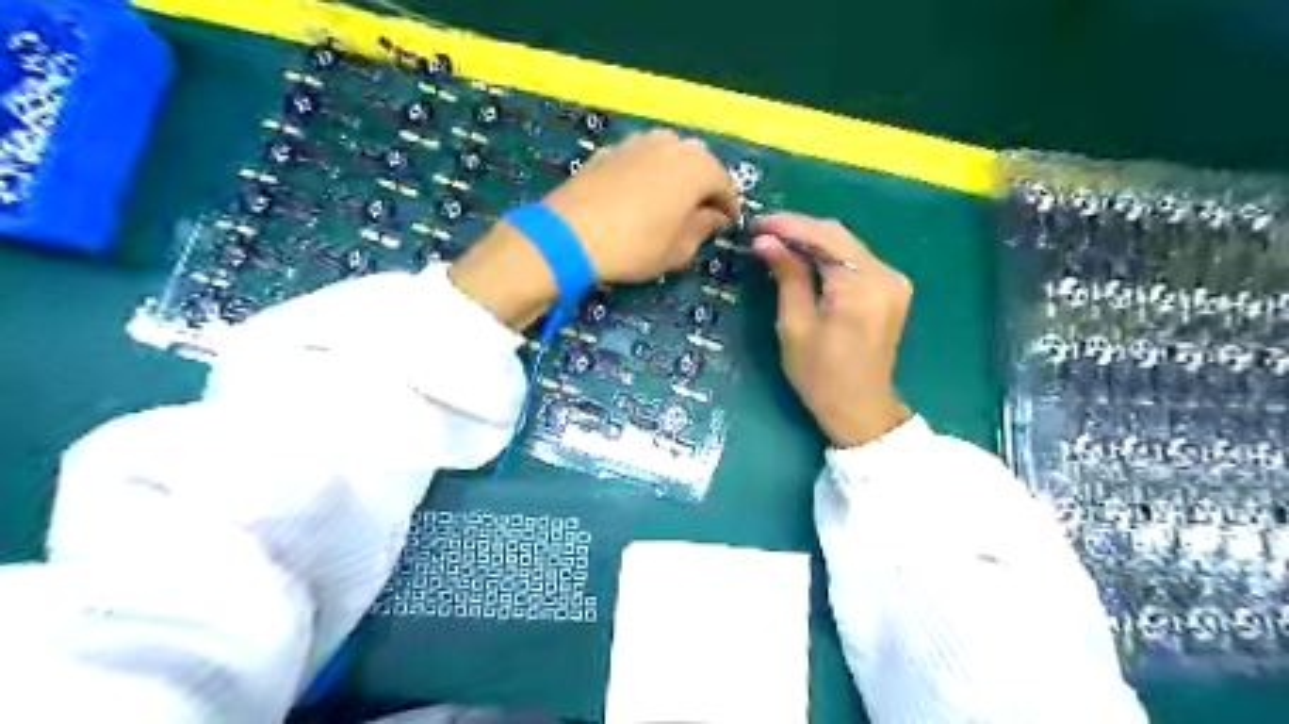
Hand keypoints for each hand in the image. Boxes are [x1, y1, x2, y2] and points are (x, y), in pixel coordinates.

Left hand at [544, 130, 745, 282]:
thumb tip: (714, 217)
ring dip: (675, 178)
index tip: (728, 226)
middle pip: (698, 164)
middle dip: (703, 188)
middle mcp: (671, 144)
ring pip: (668, 157)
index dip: (729, 208)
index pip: (725, 185)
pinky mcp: (609, 150)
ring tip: (670, 205)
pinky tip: (638, 198)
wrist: (568, 234)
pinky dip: (647, 175)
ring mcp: (637, 142)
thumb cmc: (634, 246)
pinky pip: (640, 160)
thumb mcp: (678, 250)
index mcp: (697, 167)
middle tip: (701, 215)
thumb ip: (703, 229)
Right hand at [753, 212, 908, 447]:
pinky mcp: (891, 289)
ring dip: (813, 240)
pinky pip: (856, 260)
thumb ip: (787, 277)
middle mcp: (885, 275)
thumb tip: (766, 241)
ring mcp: (893, 281)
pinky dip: (828, 255)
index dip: (789, 226)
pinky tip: (804, 258)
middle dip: (800, 229)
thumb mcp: (796, 326)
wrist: (861, 409)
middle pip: (839, 235)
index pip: (824, 237)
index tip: (757, 223)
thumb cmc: (821, 376)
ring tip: (777, 241)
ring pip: (847, 245)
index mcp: (861, 287)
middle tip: (763, 231)